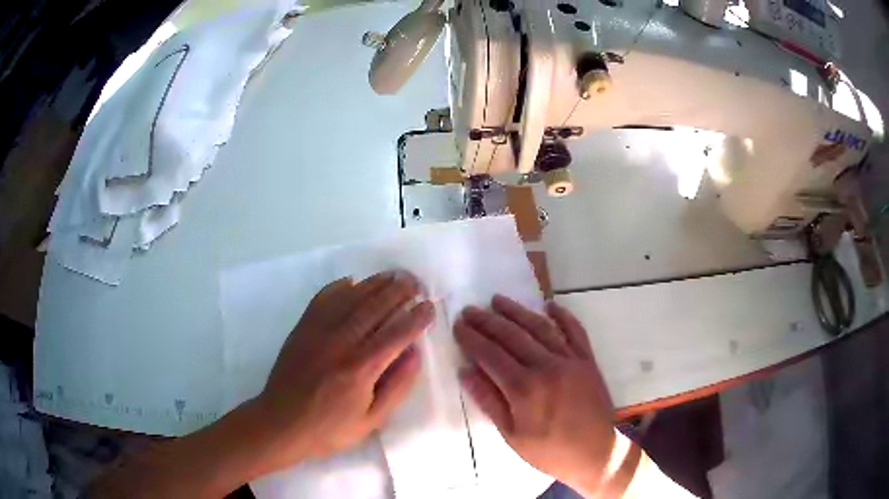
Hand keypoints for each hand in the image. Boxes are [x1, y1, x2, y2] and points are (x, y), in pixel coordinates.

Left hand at [255, 270, 433, 470]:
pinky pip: (323, 298)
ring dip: (375, 283)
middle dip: (400, 291)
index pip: (397, 333)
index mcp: (361, 368)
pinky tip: (352, 282)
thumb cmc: (329, 428)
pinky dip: (339, 287)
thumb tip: (415, 354)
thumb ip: (397, 387)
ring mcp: (318, 331)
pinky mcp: (302, 328)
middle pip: (376, 307)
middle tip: (415, 283)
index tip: (430, 306)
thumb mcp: (371, 420)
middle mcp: (341, 342)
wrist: (281, 423)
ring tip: (392, 276)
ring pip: (351, 297)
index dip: (417, 317)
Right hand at [454, 295, 618, 494]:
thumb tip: (465, 372)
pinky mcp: (587, 360)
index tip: (458, 325)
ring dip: (517, 311)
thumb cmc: (550, 451)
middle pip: (512, 336)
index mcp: (525, 388)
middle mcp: (547, 366)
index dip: (472, 339)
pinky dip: (562, 316)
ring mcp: (571, 360)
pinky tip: (549, 306)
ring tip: (498, 300)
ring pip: (539, 328)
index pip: (491, 355)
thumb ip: (489, 401)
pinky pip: (575, 331)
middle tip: (470, 310)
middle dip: (488, 321)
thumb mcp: (512, 435)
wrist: (596, 453)